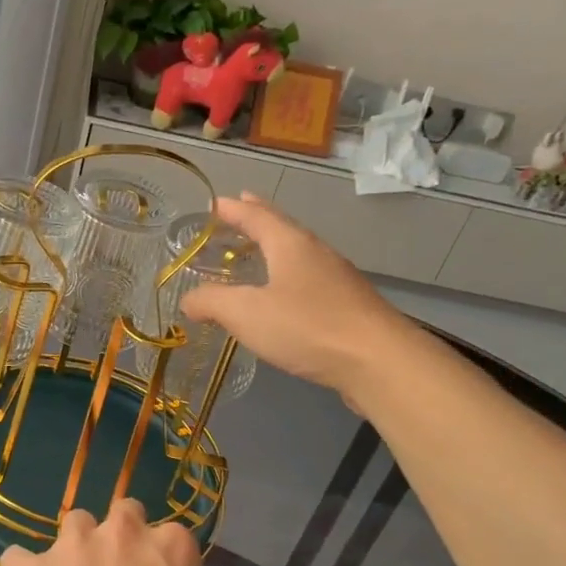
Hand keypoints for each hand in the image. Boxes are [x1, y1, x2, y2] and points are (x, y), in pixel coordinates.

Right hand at [180, 193, 402, 394]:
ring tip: (255, 254)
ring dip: (273, 249)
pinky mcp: (346, 307)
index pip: (257, 216)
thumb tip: (188, 299)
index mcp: (290, 244)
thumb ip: (212, 302)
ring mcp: (336, 280)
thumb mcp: (246, 313)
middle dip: (257, 220)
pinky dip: (286, 278)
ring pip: (297, 255)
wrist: (377, 361)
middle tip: (237, 211)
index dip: (233, 209)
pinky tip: (281, 298)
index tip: (213, 204)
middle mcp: (315, 253)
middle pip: (282, 229)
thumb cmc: (307, 327)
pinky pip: (307, 282)